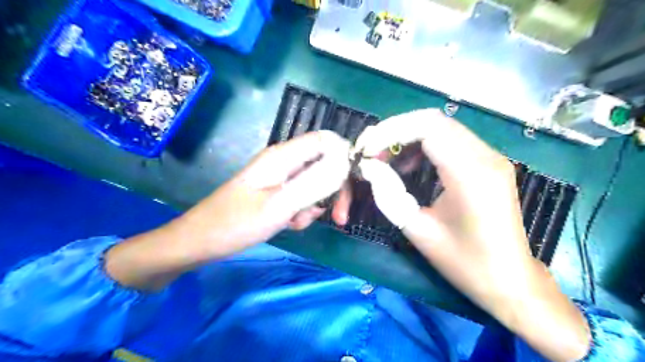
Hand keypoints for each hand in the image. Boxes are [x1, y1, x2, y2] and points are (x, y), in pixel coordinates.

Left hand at [105, 131, 349, 292]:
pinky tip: (289, 223)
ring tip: (296, 223)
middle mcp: (284, 160)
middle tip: (338, 218)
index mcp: (283, 156)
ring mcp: (281, 176)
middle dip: (334, 190)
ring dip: (315, 205)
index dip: (344, 157)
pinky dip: (303, 210)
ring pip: (315, 183)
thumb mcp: (279, 206)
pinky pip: (302, 195)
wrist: (201, 241)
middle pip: (325, 164)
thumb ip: (313, 184)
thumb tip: (344, 165)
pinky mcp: (277, 190)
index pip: (326, 141)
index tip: (351, 187)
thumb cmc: (236, 223)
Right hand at [339, 109, 590, 361]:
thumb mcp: (418, 231)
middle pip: (435, 120)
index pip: (428, 127)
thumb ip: (388, 194)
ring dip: (409, 136)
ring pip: (442, 127)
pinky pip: (452, 140)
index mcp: (471, 173)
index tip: (367, 151)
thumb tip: (369, 167)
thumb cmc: (464, 262)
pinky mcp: (489, 163)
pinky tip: (410, 164)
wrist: (510, 280)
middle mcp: (486, 156)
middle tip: (373, 152)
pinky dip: (425, 144)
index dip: (391, 132)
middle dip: (396, 130)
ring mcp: (492, 157)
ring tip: (387, 158)